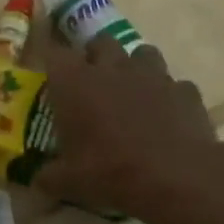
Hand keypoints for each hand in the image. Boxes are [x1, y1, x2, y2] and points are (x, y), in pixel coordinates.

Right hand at [36, 37, 223, 220]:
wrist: (175, 178)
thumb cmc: (110, 172)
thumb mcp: (68, 182)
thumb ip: (49, 175)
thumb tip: (38, 179)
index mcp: (75, 83)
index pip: (55, 53)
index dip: (53, 61)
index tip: (52, 75)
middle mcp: (112, 68)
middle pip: (101, 42)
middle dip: (95, 56)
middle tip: (92, 82)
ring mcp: (153, 75)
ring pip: (142, 53)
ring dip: (134, 68)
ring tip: (132, 93)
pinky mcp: (185, 91)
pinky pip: (174, 85)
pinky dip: (168, 96)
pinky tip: (166, 117)